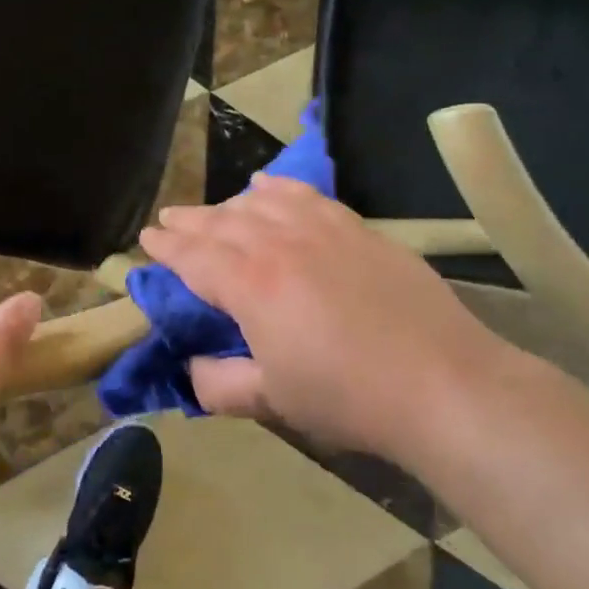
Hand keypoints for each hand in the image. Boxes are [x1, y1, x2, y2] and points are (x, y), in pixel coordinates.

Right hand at [140, 175, 518, 458]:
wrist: (442, 383)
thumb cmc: (348, 398)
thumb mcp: (272, 402)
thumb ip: (219, 384)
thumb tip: (192, 365)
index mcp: (251, 285)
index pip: (195, 256)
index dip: (167, 247)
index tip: (147, 238)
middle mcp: (280, 245)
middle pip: (223, 223)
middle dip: (190, 220)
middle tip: (169, 219)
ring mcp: (323, 230)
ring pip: (261, 204)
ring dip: (229, 205)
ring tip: (215, 211)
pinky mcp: (358, 229)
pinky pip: (306, 196)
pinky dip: (278, 189)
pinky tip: (266, 187)